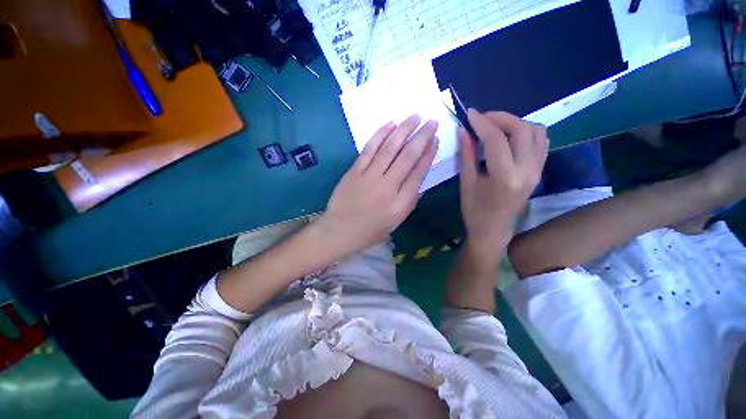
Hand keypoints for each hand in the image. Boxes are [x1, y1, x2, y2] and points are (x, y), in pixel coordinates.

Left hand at [317, 115, 438, 254]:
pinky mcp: (354, 172)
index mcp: (400, 204)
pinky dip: (379, 136)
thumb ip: (410, 201)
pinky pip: (369, 150)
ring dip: (403, 130)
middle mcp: (387, 188)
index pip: (419, 173)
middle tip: (431, 121)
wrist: (339, 231)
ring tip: (415, 117)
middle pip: (407, 157)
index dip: (429, 154)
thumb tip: (419, 179)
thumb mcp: (396, 223)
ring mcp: (369, 178)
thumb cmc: (369, 231)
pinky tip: (390, 124)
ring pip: (389, 149)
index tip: (435, 139)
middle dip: (421, 136)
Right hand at [459, 110, 547, 262]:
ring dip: (514, 122)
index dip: (481, 122)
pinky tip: (510, 135)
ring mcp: (538, 170)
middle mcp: (527, 170)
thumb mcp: (466, 182)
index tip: (469, 113)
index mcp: (505, 177)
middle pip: (520, 129)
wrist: (493, 229)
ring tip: (494, 126)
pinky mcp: (540, 170)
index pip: (496, 139)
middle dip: (499, 117)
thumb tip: (463, 130)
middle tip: (481, 118)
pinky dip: (526, 131)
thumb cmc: (474, 210)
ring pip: (535, 131)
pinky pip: (541, 141)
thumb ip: (467, 154)